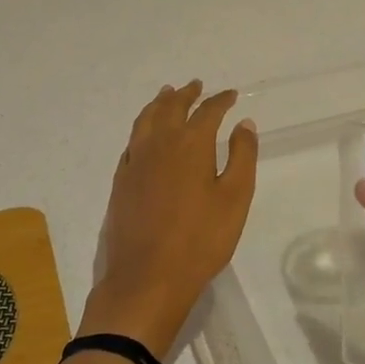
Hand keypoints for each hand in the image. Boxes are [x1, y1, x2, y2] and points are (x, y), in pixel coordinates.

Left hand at [83, 81, 259, 357]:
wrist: (147, 278)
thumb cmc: (200, 240)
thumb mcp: (235, 198)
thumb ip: (241, 157)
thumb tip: (243, 123)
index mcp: (190, 144)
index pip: (207, 112)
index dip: (220, 101)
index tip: (230, 95)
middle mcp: (159, 144)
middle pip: (171, 108)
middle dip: (186, 94)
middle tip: (195, 85)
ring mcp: (135, 162)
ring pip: (146, 120)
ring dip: (159, 104)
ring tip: (166, 95)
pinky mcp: (121, 181)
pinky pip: (132, 141)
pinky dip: (142, 127)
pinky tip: (145, 134)